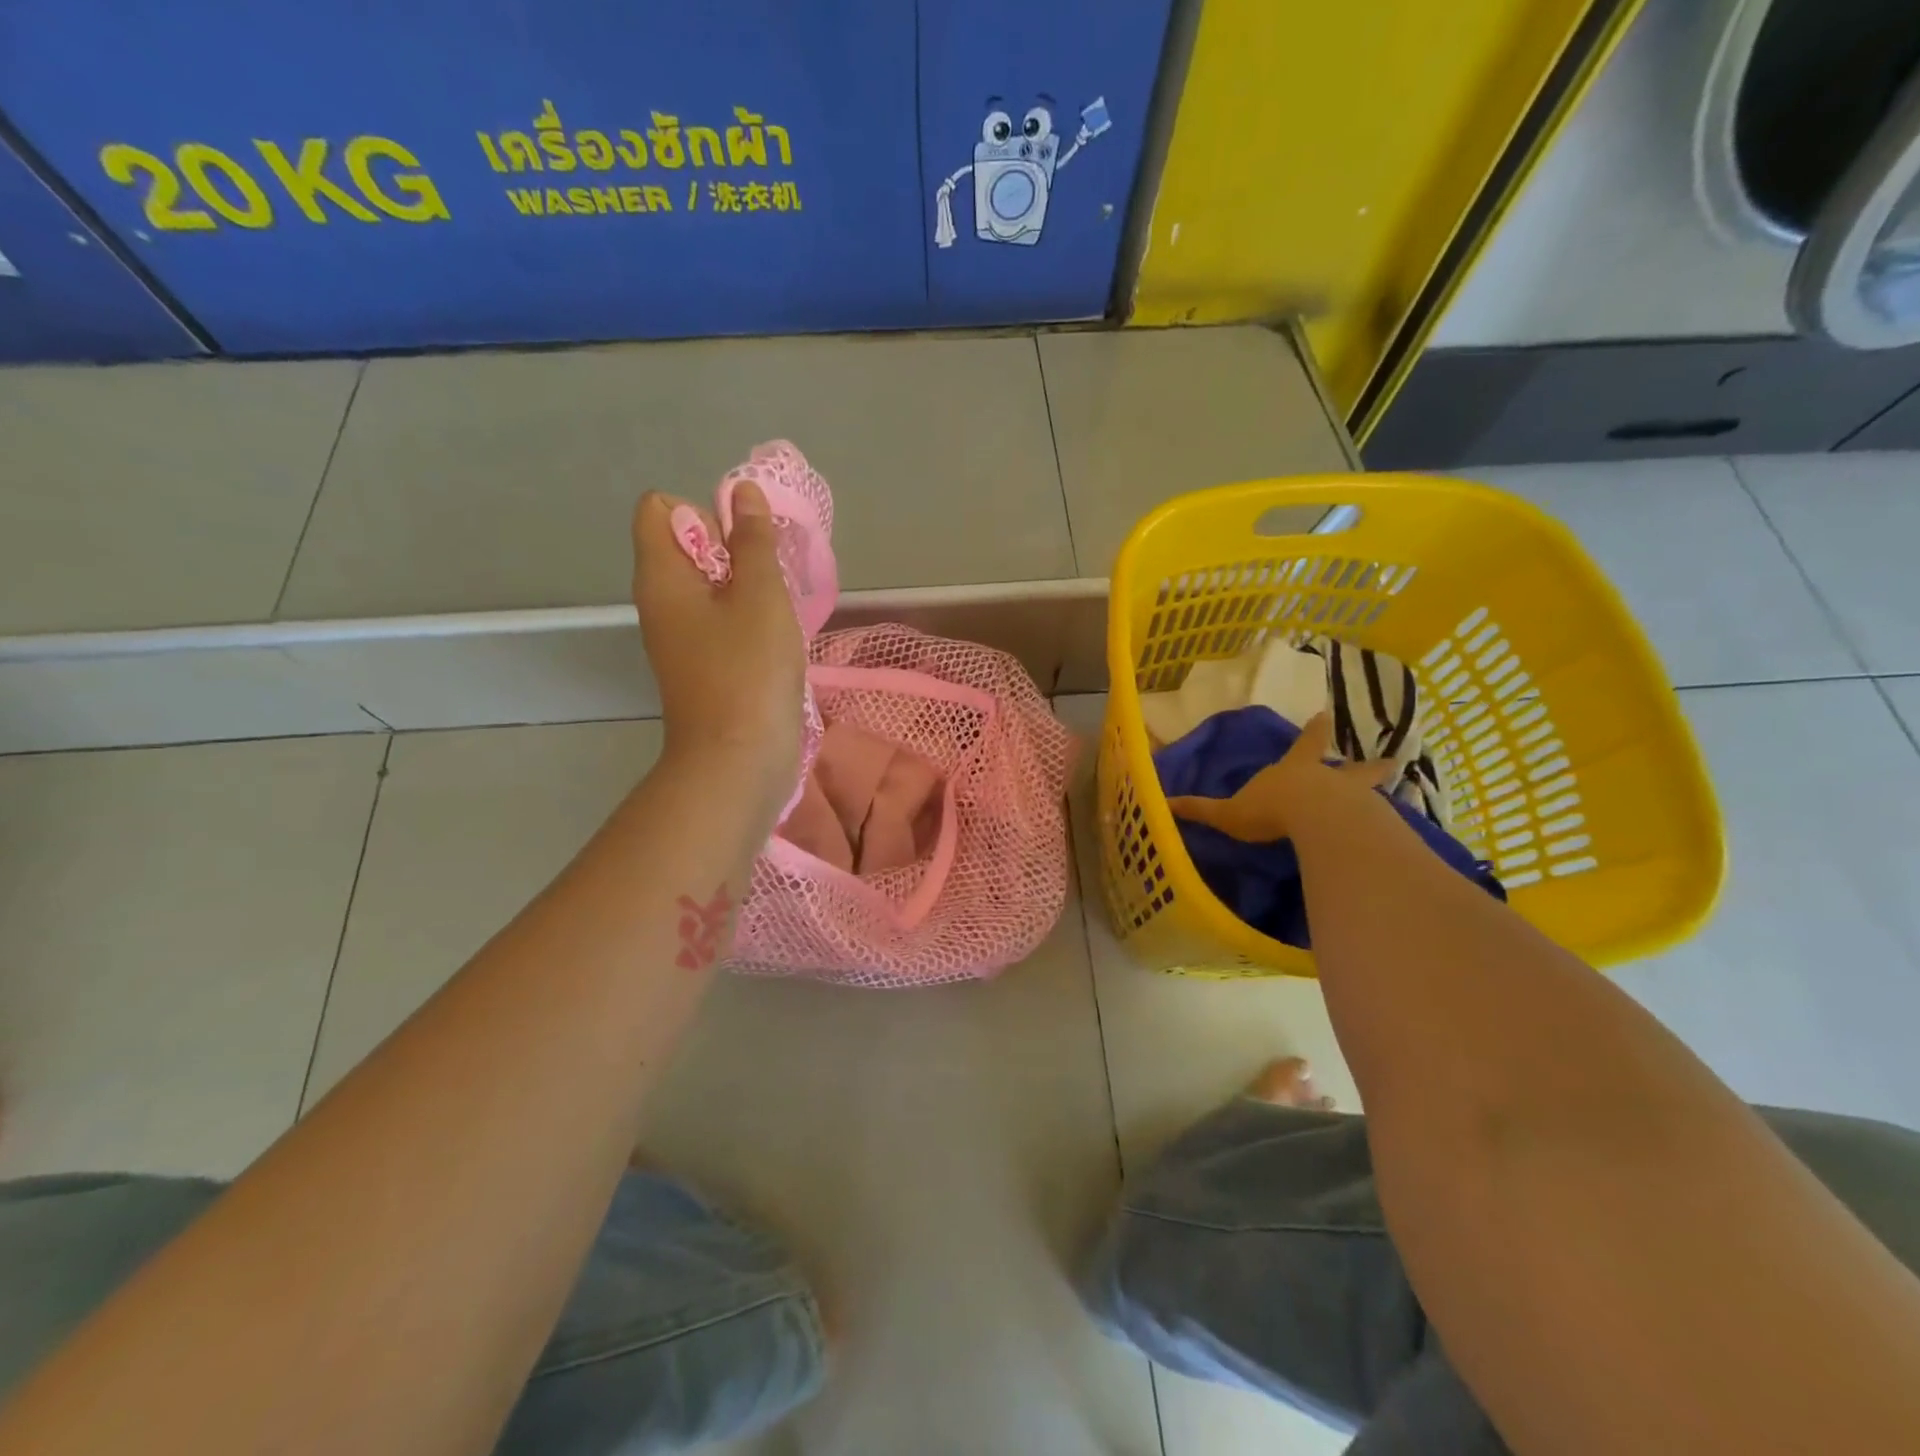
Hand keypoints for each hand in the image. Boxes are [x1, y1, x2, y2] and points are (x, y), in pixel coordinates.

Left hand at [632, 482, 805, 817]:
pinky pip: (719, 622)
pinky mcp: (702, 667)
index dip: (702, 512)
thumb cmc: (749, 672)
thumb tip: (742, 492)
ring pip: (709, 587)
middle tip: (768, 582)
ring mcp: (680, 639)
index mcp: (661, 577)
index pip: (660, 508)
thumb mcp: (760, 597)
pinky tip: (774, 642)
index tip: (741, 545)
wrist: (738, 762)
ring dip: (746, 588)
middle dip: (732, 550)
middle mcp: (660, 602)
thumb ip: (753, 542)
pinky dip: (747, 620)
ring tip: (776, 613)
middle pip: (687, 546)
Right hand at [1166, 711, 1394, 842]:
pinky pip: (1380, 822)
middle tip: (1390, 759)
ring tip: (1395, 790)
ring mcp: (1355, 800)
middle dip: (1366, 765)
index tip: (1325, 715)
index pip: (1306, 744)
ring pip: (1371, 791)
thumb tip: (1164, 803)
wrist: (1315, 822)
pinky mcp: (1371, 824)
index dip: (1314, 732)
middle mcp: (1329, 779)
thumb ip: (1201, 809)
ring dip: (1379, 790)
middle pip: (1352, 768)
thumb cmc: (1271, 809)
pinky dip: (1385, 824)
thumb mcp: (1229, 812)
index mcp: (1296, 769)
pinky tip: (1391, 833)